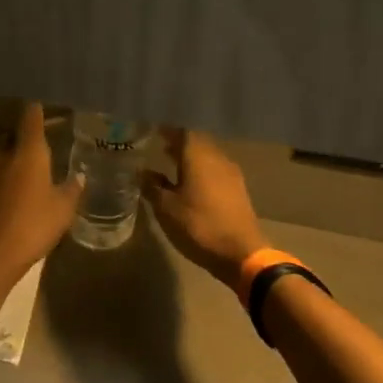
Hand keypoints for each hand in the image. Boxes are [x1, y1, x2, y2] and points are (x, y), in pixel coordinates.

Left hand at [0, 103, 83, 285]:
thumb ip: (73, 189)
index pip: (31, 118)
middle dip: (34, 134)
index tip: (45, 95)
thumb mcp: (63, 209)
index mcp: (28, 153)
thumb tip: (80, 176)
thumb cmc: (33, 225)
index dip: (38, 105)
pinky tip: (30, 187)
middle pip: (19, 136)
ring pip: (11, 156)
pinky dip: (17, 175)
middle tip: (54, 133)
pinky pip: (5, 175)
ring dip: (25, 156)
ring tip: (45, 162)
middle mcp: (7, 156)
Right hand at [143, 128, 266, 286]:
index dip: (167, 130)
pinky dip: (201, 169)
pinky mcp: (237, 190)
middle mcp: (217, 158)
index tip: (152, 130)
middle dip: (179, 141)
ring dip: (190, 156)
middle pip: (197, 141)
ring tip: (172, 162)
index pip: (182, 131)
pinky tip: (190, 182)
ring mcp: (231, 174)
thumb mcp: (166, 208)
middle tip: (160, 145)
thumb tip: (142, 172)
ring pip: (208, 155)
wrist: (240, 253)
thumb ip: (152, 186)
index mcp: (198, 156)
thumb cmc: (198, 225)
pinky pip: (215, 170)